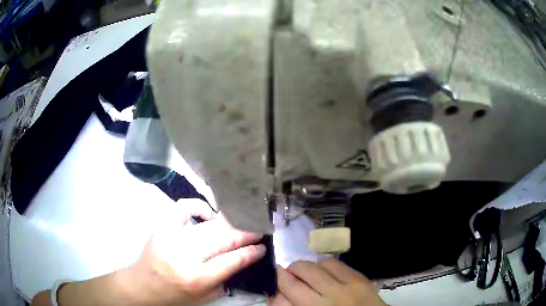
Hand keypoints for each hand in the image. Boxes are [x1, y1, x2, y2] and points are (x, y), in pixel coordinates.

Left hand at [126, 199, 265, 304]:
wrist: (143, 285)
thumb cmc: (174, 295)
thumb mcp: (203, 297)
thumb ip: (224, 279)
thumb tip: (242, 259)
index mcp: (196, 278)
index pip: (231, 261)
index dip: (251, 252)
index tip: (262, 247)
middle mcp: (184, 256)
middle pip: (222, 240)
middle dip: (244, 235)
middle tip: (257, 232)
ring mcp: (171, 238)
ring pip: (208, 226)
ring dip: (229, 224)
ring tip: (240, 225)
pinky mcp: (162, 227)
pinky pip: (183, 208)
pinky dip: (199, 207)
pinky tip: (209, 215)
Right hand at [270, 259, 385, 305]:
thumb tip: (278, 293)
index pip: (278, 301)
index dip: (272, 291)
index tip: (272, 287)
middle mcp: (321, 304)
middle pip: (290, 282)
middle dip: (282, 275)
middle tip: (284, 275)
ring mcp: (341, 289)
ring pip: (309, 268)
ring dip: (301, 268)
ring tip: (304, 272)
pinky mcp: (357, 278)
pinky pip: (332, 262)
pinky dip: (322, 264)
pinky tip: (323, 270)